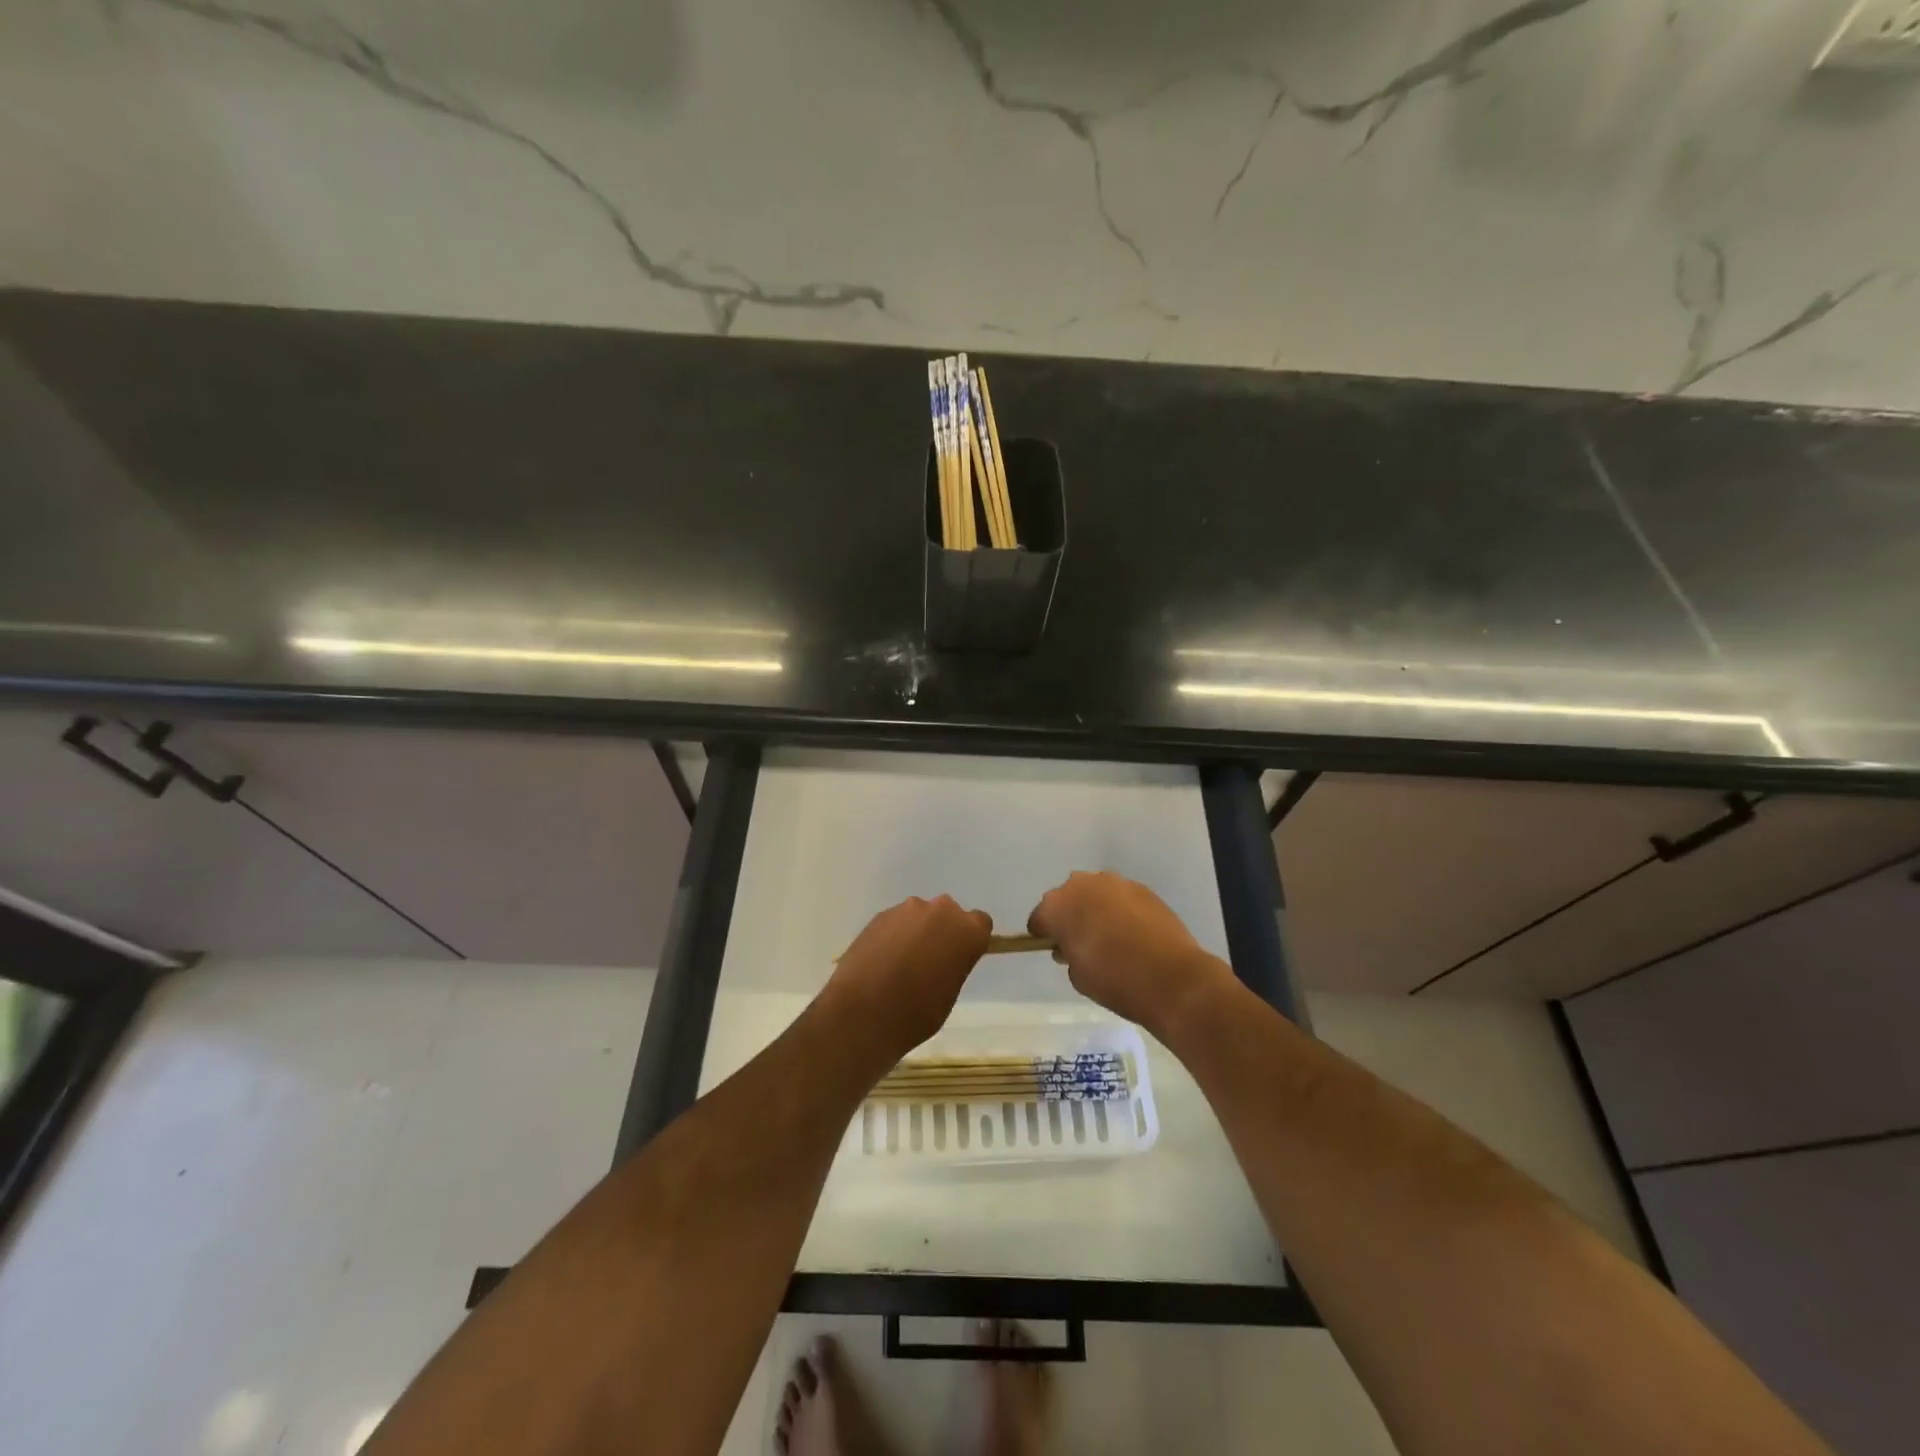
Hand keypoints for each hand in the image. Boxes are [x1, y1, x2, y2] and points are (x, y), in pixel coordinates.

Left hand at [824, 896, 991, 1061]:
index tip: (960, 956)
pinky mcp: (880, 915)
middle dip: (942, 931)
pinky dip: (893, 936)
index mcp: (967, 931)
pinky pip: (896, 922)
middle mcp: (940, 911)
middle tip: (929, 961)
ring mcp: (907, 909)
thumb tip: (943, 958)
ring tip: (900, 963)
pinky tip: (881, 961)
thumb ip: (953, 964)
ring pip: (920, 916)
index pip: (980, 923)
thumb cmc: (916, 1013)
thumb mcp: (949, 993)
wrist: (863, 1012)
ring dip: (916, 932)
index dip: (970, 939)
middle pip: (948, 914)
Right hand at [1028, 872, 1233, 1034]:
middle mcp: (1083, 885)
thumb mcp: (1078, 976)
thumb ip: (1068, 954)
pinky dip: (1121, 910)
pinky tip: (1133, 933)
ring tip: (1110, 936)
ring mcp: (1116, 883)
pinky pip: (1121, 898)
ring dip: (1096, 909)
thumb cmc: (1114, 980)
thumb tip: (1072, 947)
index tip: (1052, 948)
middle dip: (1070, 916)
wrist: (1170, 977)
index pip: (1040, 917)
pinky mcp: (1143, 888)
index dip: (1043, 934)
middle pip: (1068, 898)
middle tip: (1081, 942)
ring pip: (1096, 893)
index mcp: (1059, 905)